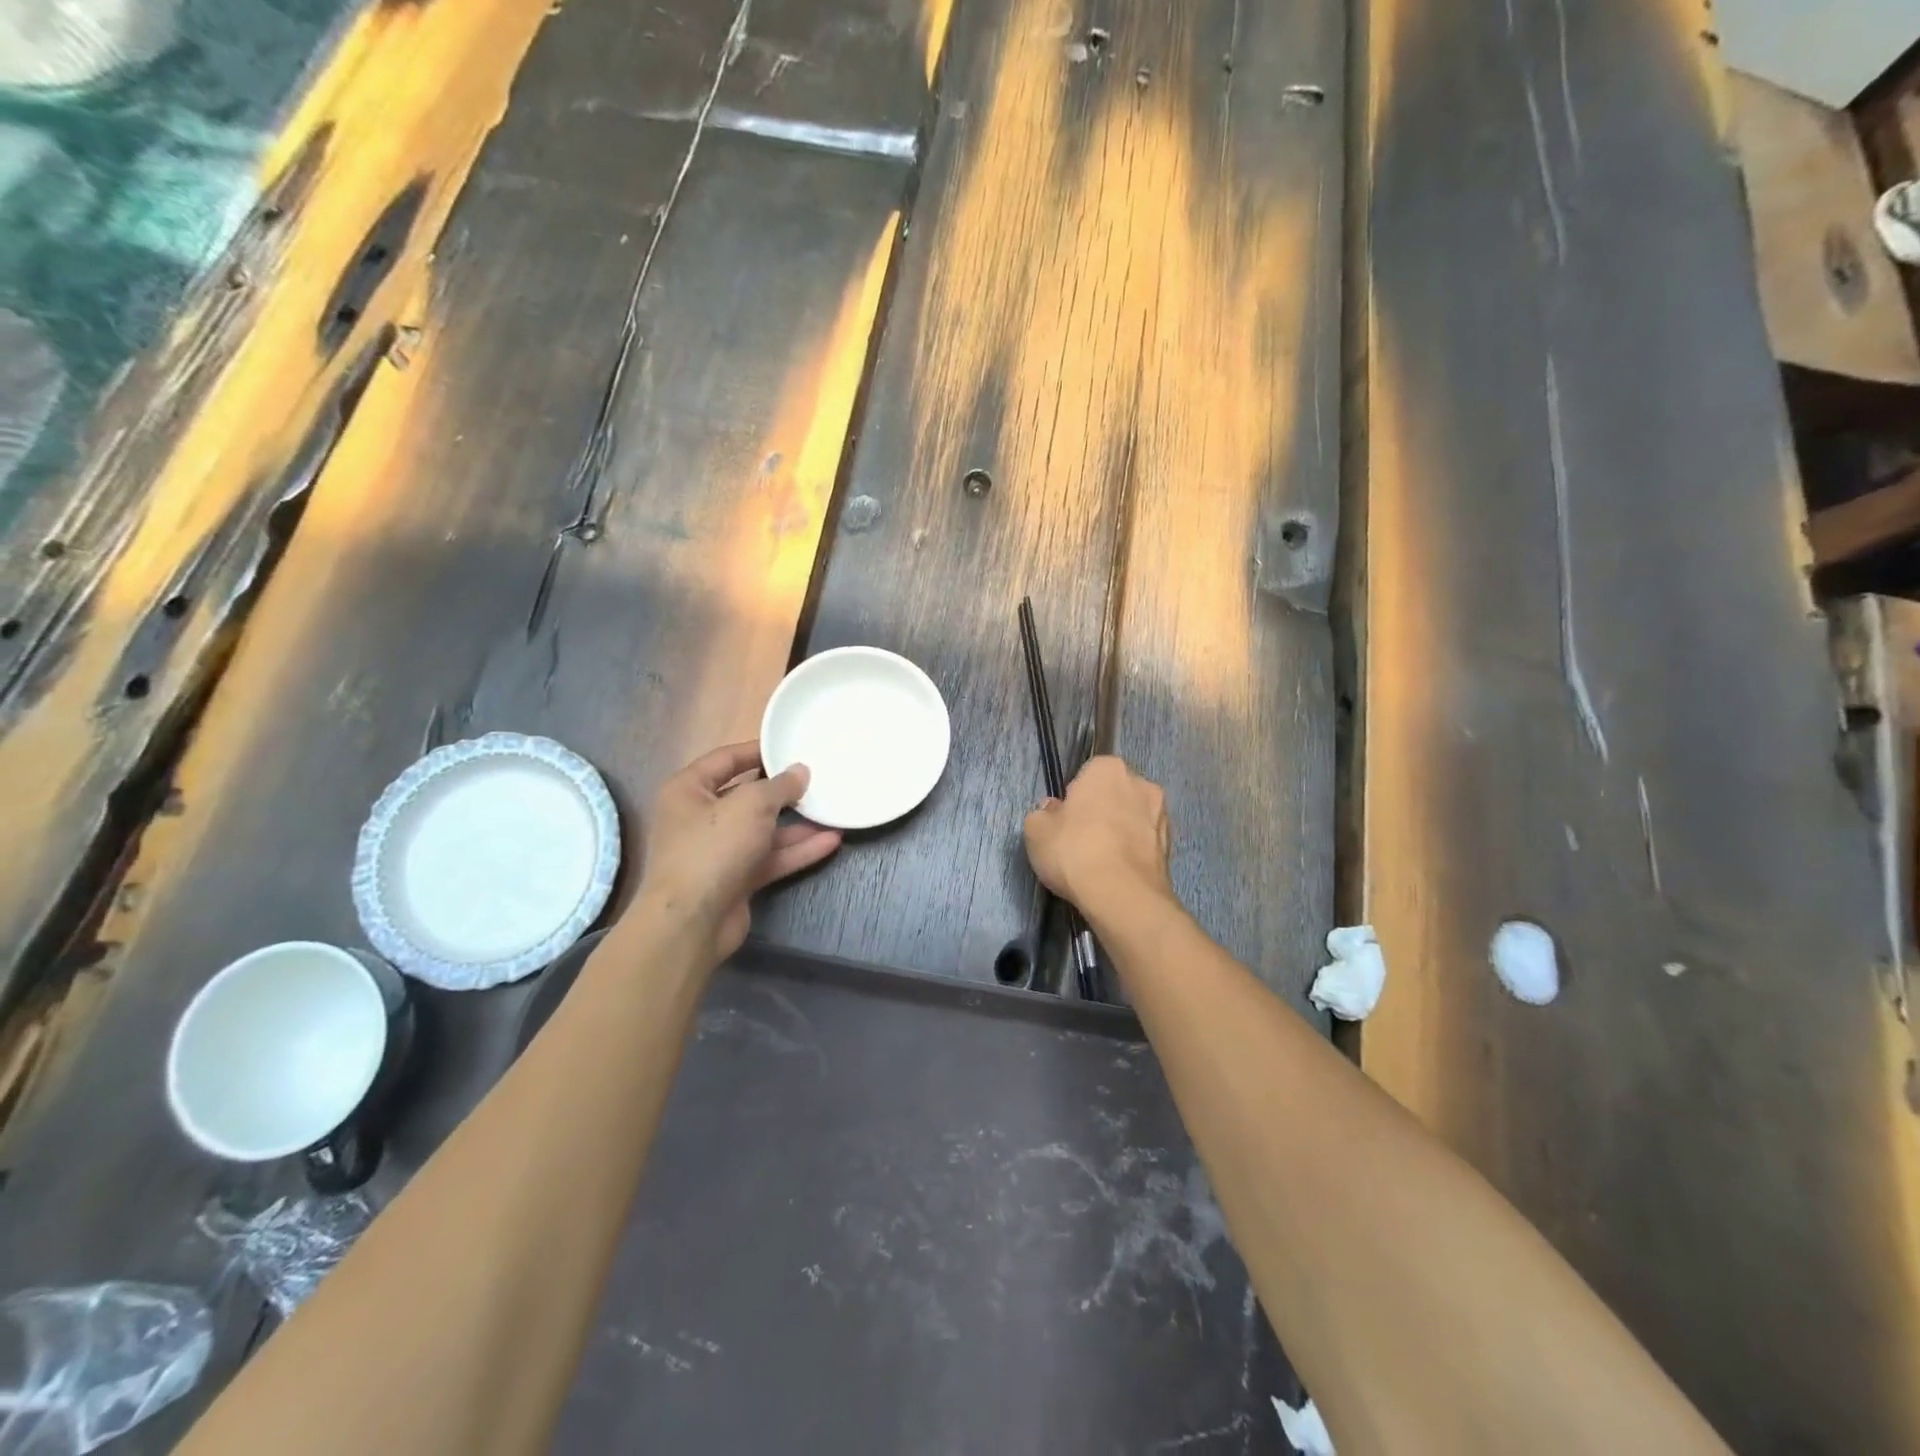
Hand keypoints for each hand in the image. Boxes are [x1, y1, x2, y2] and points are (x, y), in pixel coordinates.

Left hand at [633, 741, 841, 961]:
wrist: (691, 922)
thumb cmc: (713, 848)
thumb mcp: (751, 805)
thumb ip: (779, 786)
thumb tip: (800, 771)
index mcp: (688, 790)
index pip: (725, 759)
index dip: (757, 751)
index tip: (789, 746)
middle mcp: (699, 818)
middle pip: (746, 797)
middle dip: (783, 792)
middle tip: (817, 781)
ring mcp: (718, 851)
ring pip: (762, 831)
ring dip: (796, 825)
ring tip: (832, 812)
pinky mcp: (735, 879)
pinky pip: (769, 858)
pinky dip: (796, 851)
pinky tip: (831, 842)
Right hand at [1023, 756, 1174, 921]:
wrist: (1122, 896)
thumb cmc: (1074, 851)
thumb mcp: (1036, 831)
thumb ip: (1042, 814)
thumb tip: (1054, 811)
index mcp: (1108, 768)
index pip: (1088, 774)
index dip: (1074, 797)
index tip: (1065, 820)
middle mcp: (1141, 782)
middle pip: (1113, 794)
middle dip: (1100, 811)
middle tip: (1080, 840)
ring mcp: (1162, 814)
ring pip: (1132, 818)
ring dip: (1120, 831)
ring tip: (1101, 861)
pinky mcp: (1172, 846)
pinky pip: (1144, 842)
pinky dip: (1133, 852)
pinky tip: (1118, 873)